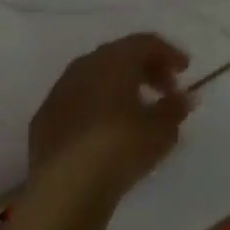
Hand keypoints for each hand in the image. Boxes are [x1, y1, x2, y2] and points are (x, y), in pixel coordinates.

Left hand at [27, 34, 193, 206]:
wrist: (65, 187)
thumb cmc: (121, 147)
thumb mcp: (161, 130)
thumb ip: (175, 108)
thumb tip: (183, 97)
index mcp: (113, 61)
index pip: (145, 43)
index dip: (169, 53)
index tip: (185, 70)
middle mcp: (83, 67)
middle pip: (119, 56)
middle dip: (145, 69)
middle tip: (166, 90)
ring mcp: (59, 92)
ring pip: (95, 77)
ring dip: (119, 87)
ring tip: (137, 111)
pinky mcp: (44, 119)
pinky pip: (78, 100)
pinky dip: (97, 105)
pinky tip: (106, 130)